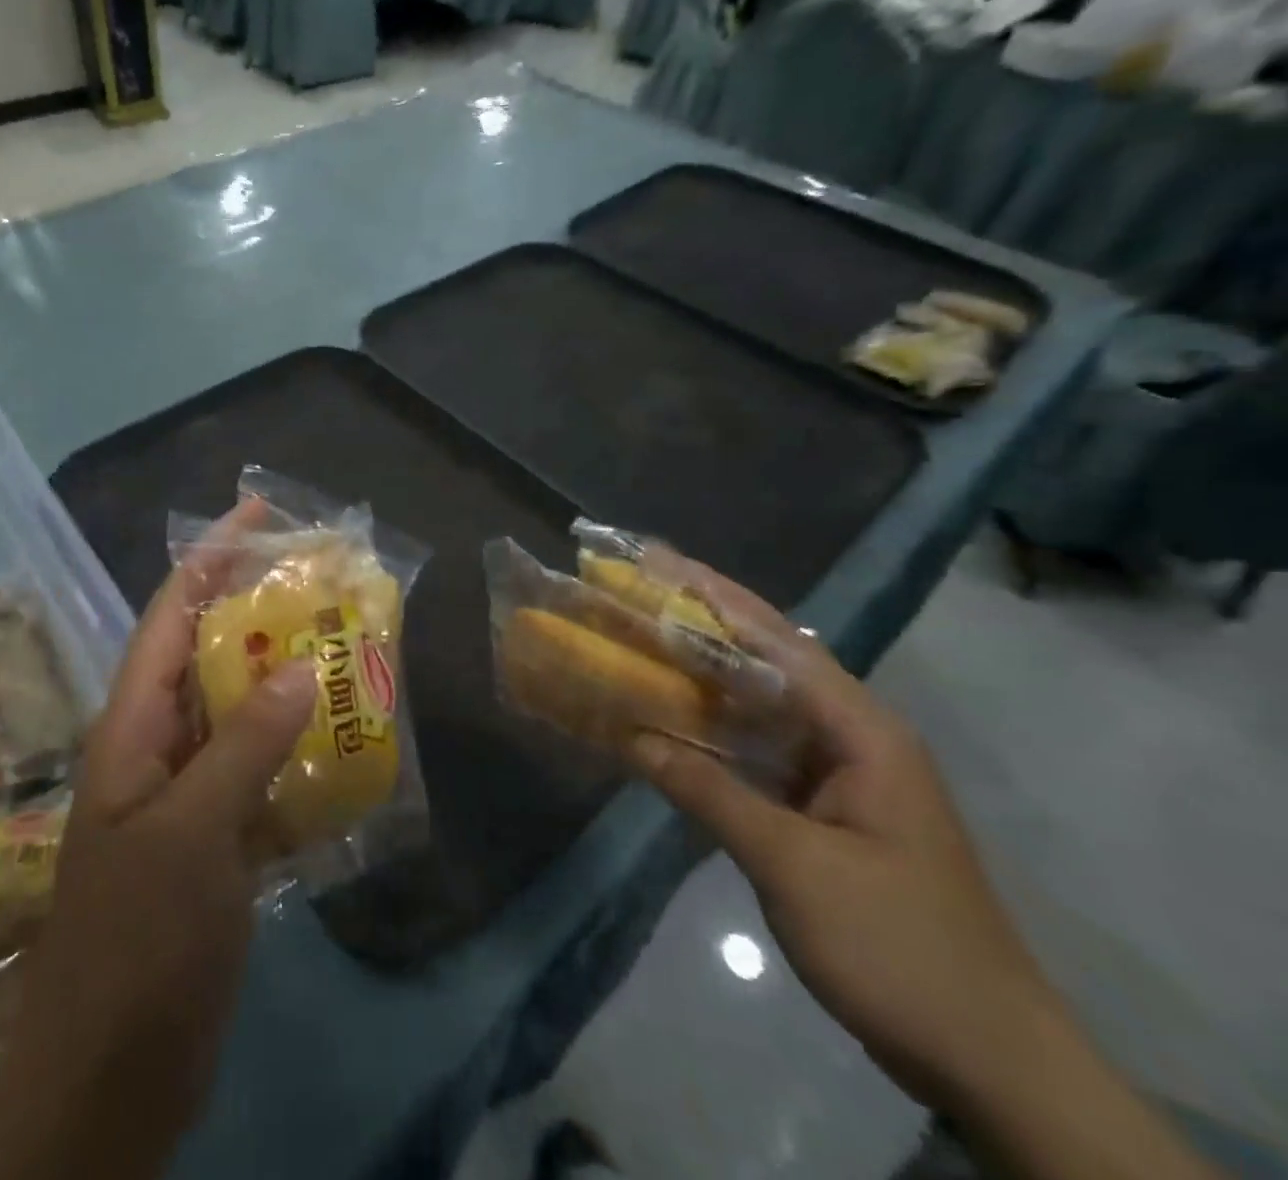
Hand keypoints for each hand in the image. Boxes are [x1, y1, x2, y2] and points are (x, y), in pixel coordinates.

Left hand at [0, 500, 314, 1179]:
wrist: (109, 1082)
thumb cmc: (137, 945)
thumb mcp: (192, 835)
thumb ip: (245, 746)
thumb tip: (302, 667)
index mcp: (132, 727)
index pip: (170, 615)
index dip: (210, 556)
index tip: (258, 510)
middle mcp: (157, 746)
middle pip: (209, 653)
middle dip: (260, 610)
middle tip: (325, 579)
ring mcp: (187, 794)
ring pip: (240, 711)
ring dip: (286, 678)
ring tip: (346, 644)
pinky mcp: (217, 837)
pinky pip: (261, 770)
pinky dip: (298, 748)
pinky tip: (345, 737)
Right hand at [625, 562, 1056, 1112]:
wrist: (987, 1057)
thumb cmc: (897, 946)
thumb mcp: (793, 865)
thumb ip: (710, 791)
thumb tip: (633, 738)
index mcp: (862, 731)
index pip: (777, 641)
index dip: (714, 597)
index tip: (656, 563)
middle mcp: (853, 736)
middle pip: (768, 660)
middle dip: (704, 621)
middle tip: (637, 589)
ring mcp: (841, 773)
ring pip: (761, 703)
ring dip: (705, 674)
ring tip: (642, 639)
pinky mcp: (826, 809)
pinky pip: (760, 749)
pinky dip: (715, 729)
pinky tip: (672, 719)